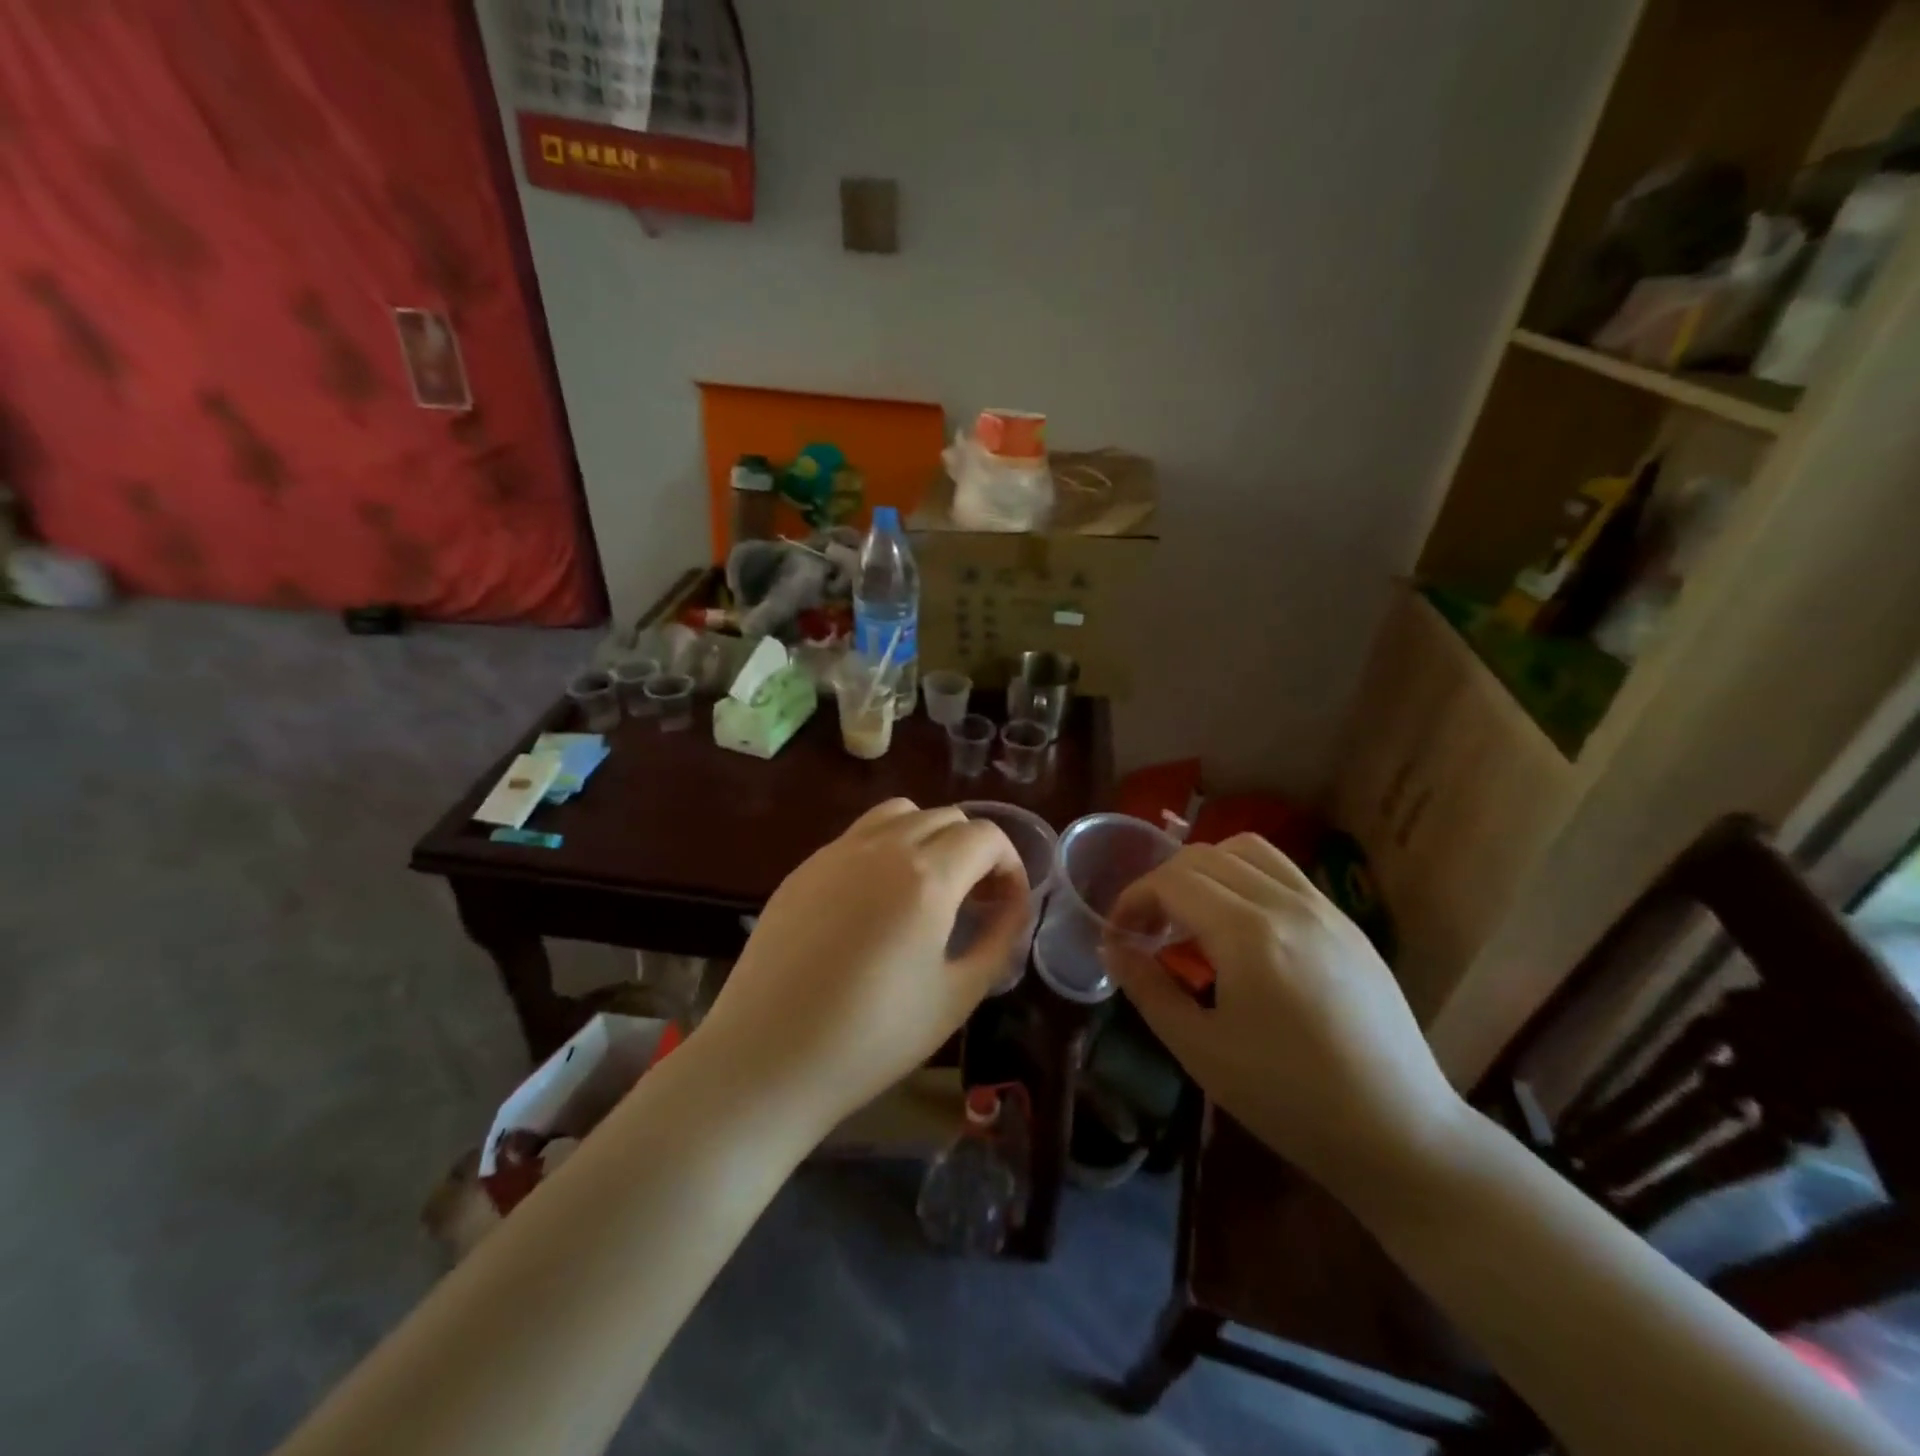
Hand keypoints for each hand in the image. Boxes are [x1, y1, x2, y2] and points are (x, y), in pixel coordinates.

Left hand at [697, 799, 1027, 1132]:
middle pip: (946, 816)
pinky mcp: (804, 867)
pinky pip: (859, 835)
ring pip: (900, 812)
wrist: (767, 1058)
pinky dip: (886, 847)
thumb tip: (1013, 906)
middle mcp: (883, 847)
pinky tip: (877, 900)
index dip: (1010, 863)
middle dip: (974, 850)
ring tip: (929, 886)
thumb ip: (998, 940)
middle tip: (975, 899)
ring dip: (929, 836)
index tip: (1007, 902)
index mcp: (927, 876)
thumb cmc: (872, 1038)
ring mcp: (837, 852)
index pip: (985, 835)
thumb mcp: (957, 996)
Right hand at [1105, 834, 1468, 1202]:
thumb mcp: (1201, 1050)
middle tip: (1148, 930)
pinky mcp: (1347, 922)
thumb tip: (1113, 948)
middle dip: (1162, 883)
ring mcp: (1324, 907)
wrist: (1400, 1133)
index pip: (1172, 882)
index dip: (1133, 899)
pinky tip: (1242, 928)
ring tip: (1194, 916)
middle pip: (1204, 856)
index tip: (1119, 935)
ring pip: (1248, 850)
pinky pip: (1284, 872)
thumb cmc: (1290, 1100)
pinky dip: (1245, 877)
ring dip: (1205, 869)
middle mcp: (1287, 903)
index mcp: (1248, 934)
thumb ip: (1148, 989)